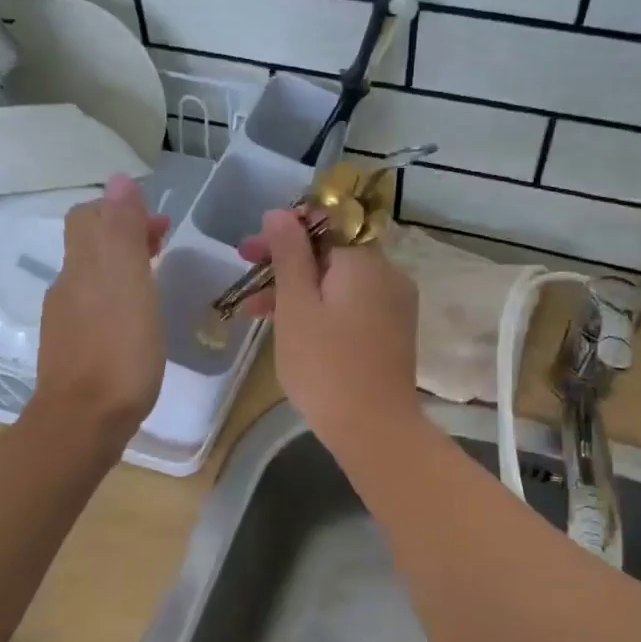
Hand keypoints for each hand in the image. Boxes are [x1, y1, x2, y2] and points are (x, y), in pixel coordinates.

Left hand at [29, 175, 169, 445]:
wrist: (83, 423)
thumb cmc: (118, 352)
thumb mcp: (128, 284)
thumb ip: (124, 232)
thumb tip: (120, 181)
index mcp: (82, 267)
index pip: (90, 217)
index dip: (121, 210)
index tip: (160, 223)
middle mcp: (67, 288)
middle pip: (89, 246)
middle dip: (124, 236)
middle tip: (163, 244)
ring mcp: (65, 323)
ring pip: (91, 279)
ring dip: (122, 268)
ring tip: (155, 280)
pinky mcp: (72, 352)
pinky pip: (93, 310)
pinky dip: (116, 300)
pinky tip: (136, 322)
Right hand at [240, 209, 420, 451]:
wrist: (374, 428)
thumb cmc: (325, 365)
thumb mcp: (296, 306)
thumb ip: (289, 254)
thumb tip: (280, 213)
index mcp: (365, 260)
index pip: (326, 221)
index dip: (285, 229)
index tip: (252, 249)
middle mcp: (387, 274)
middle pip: (332, 252)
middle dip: (287, 261)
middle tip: (246, 272)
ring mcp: (394, 305)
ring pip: (340, 282)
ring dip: (299, 288)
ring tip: (255, 311)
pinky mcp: (393, 332)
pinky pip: (353, 305)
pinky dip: (323, 308)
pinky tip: (293, 327)